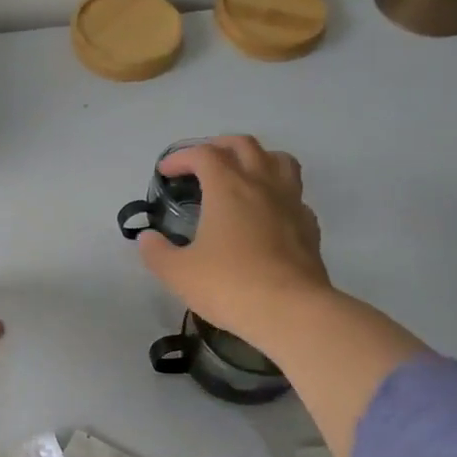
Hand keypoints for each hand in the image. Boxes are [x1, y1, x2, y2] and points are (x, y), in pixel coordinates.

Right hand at [139, 136, 425, 456]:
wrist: (291, 311)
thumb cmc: (229, 285)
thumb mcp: (178, 273)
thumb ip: (157, 252)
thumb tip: (147, 239)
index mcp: (228, 187)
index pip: (203, 154)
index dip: (181, 157)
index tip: (166, 173)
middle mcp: (261, 184)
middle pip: (244, 145)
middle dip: (218, 146)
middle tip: (202, 164)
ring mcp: (291, 202)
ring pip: (279, 160)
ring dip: (256, 159)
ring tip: (241, 175)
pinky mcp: (309, 225)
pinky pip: (294, 194)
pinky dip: (276, 193)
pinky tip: (266, 214)